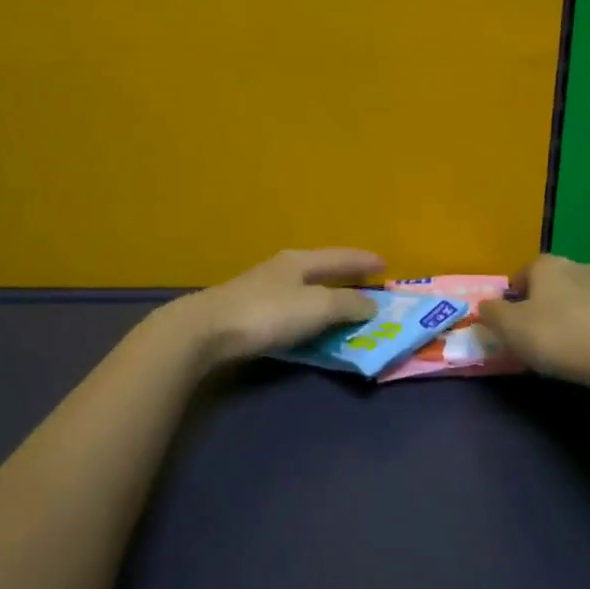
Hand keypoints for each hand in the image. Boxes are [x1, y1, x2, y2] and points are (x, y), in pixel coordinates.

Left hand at [163, 248, 384, 368]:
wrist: (205, 331)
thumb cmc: (266, 314)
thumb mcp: (316, 307)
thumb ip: (347, 305)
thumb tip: (371, 305)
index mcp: (300, 261)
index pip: (340, 256)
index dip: (363, 260)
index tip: (385, 264)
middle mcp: (281, 269)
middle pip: (321, 269)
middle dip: (345, 276)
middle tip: (367, 285)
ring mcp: (261, 289)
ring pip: (304, 288)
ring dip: (326, 296)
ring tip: (342, 306)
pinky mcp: (247, 312)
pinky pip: (291, 308)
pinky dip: (308, 314)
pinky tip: (308, 323)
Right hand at [478, 254, 589, 387]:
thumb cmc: (558, 337)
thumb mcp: (509, 328)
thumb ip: (491, 313)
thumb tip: (486, 306)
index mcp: (548, 266)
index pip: (524, 273)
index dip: (515, 297)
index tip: (513, 322)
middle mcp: (581, 266)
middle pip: (555, 283)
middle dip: (546, 303)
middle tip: (539, 334)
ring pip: (583, 297)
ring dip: (574, 313)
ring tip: (570, 345)